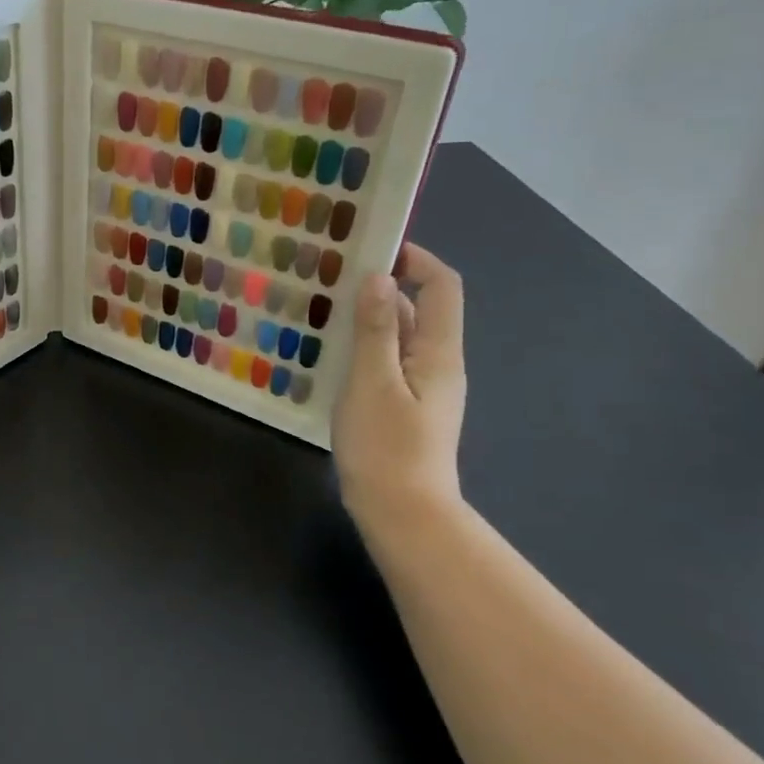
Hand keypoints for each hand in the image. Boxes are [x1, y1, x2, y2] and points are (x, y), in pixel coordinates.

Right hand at [332, 242, 466, 527]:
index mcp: (438, 351)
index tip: (372, 248)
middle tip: (332, 277)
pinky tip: (329, 354)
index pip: (441, 286)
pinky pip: (386, 362)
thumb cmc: (386, 446)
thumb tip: (380, 277)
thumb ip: (376, 328)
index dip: (415, 260)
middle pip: (418, 309)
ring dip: (368, 318)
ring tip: (322, 309)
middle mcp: (437, 363)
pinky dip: (363, 348)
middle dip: (381, 286)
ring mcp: (421, 388)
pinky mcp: (403, 407)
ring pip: (398, 337)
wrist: (403, 515)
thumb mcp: (372, 381)